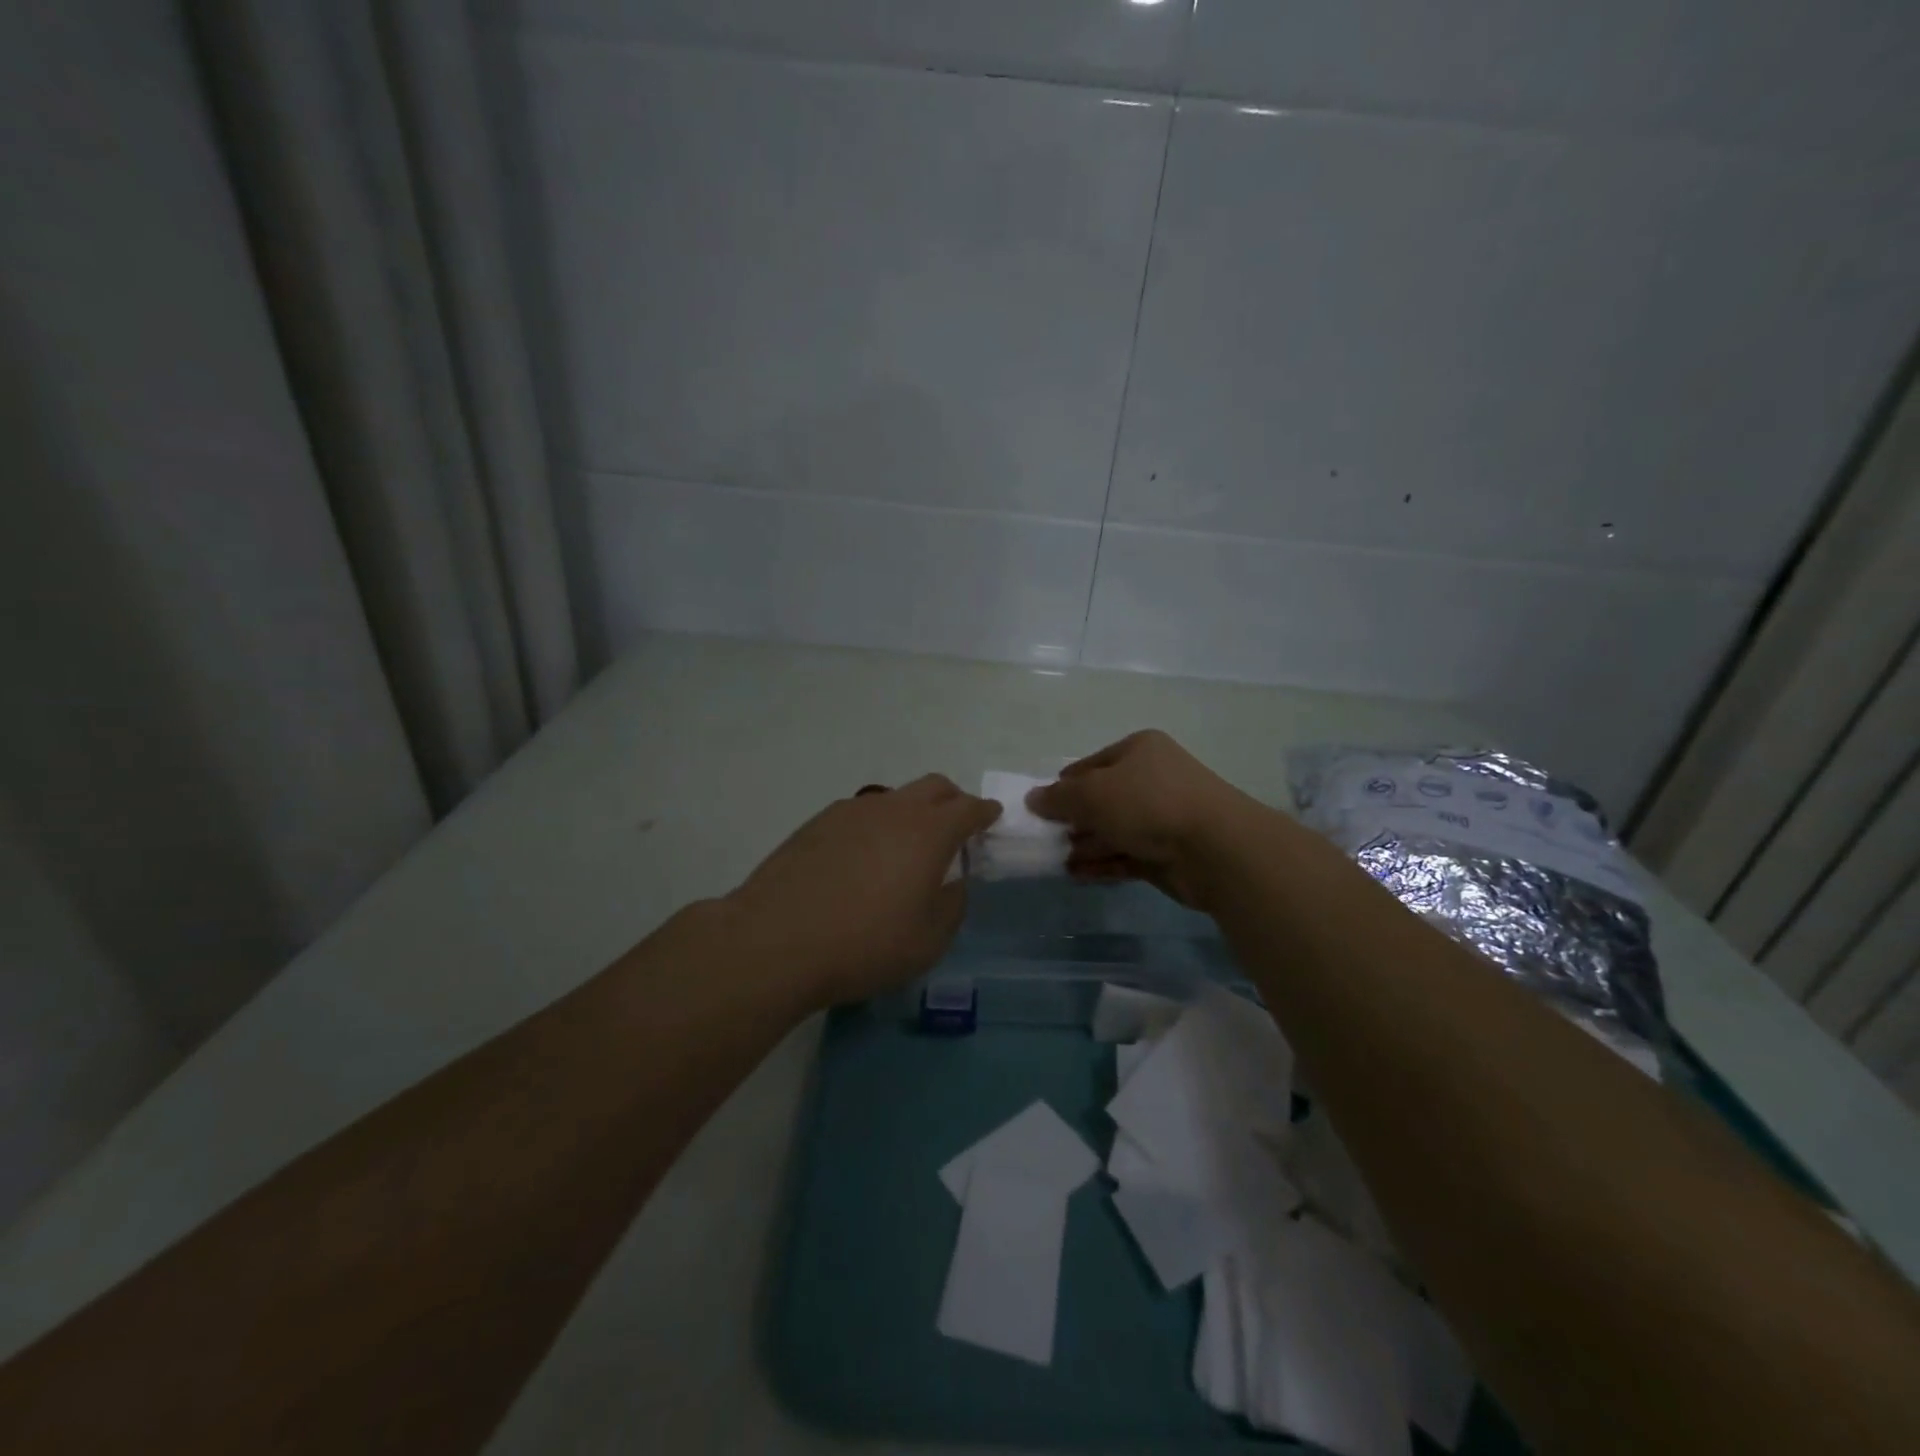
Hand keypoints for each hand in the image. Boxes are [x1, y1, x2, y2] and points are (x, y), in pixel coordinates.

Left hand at [722, 775, 1000, 1006]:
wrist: (776, 941)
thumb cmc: (865, 945)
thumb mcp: (928, 941)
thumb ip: (952, 906)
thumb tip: (953, 883)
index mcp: (928, 832)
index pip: (968, 808)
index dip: (985, 811)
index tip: (992, 816)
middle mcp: (893, 809)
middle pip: (933, 787)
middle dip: (953, 801)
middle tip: (957, 827)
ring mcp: (851, 811)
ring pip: (895, 798)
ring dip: (912, 812)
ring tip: (906, 848)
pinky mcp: (817, 823)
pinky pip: (861, 813)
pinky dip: (877, 825)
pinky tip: (864, 858)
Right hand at [1024, 730, 1275, 907]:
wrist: (1214, 848)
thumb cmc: (1148, 803)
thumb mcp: (1092, 793)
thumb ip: (1058, 798)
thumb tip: (1032, 798)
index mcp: (1139, 750)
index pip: (1091, 765)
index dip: (1064, 785)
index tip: (1042, 807)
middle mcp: (1152, 779)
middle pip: (1103, 798)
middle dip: (1074, 819)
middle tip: (1047, 837)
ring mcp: (1162, 817)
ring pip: (1114, 829)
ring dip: (1085, 844)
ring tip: (1056, 860)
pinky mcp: (1166, 853)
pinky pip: (1126, 855)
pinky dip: (1102, 863)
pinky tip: (1076, 874)